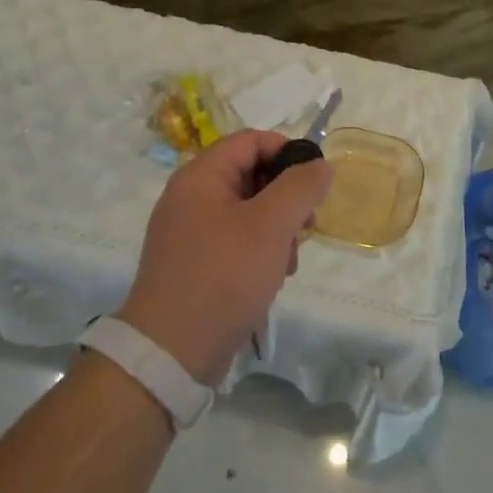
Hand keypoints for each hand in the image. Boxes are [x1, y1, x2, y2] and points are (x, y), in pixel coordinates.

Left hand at [119, 130, 332, 384]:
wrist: (171, 351)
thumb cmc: (224, 275)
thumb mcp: (271, 225)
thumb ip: (301, 187)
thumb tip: (320, 165)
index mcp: (200, 176)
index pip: (251, 140)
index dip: (287, 151)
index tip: (315, 180)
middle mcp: (190, 197)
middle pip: (250, 174)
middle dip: (286, 197)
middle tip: (307, 225)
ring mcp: (189, 232)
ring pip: (248, 210)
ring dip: (277, 228)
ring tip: (289, 260)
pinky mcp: (194, 263)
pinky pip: (235, 240)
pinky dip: (260, 250)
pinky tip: (273, 276)